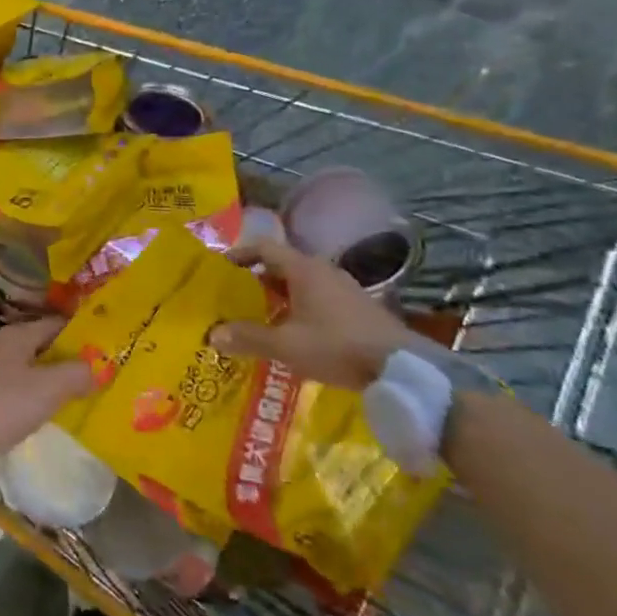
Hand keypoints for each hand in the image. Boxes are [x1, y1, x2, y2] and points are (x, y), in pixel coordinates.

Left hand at [0, 317, 95, 462]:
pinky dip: (33, 392)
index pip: (54, 324)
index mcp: (16, 336)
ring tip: (76, 391)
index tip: (103, 344)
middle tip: (95, 370)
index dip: (79, 333)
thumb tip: (97, 367)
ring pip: (28, 367)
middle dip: (66, 357)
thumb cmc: (5, 404)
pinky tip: (44, 408)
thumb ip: (76, 374)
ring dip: (50, 376)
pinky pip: (16, 386)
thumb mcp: (49, 388)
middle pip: (41, 345)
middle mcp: (0, 345)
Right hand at [211, 233, 412, 390]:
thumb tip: (213, 334)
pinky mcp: (358, 308)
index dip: (240, 254)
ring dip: (279, 296)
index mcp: (304, 269)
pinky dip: (299, 307)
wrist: (403, 368)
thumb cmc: (337, 346)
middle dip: (256, 280)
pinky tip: (294, 332)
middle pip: (281, 265)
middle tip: (235, 297)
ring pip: (301, 283)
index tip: (221, 269)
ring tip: (260, 316)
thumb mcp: (287, 345)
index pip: (264, 247)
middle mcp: (323, 271)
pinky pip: (318, 298)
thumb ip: (249, 337)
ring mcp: (344, 288)